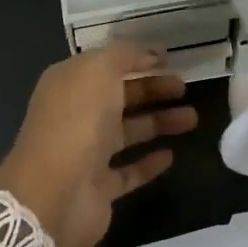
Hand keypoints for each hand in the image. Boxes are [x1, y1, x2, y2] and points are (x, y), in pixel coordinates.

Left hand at [0, 42, 197, 246]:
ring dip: (158, 122)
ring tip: (193, 118)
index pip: (106, 64)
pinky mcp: (98, 187)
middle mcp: (76, 115)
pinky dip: (148, 162)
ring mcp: (86, 153)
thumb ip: (124, 54)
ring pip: (128, 131)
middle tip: (185, 87)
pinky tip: (171, 155)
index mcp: (69, 83)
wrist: (54, 193)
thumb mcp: (99, 70)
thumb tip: (149, 53)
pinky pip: (128, 170)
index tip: (169, 59)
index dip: (136, 59)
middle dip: (153, 89)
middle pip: (119, 97)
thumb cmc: (77, 120)